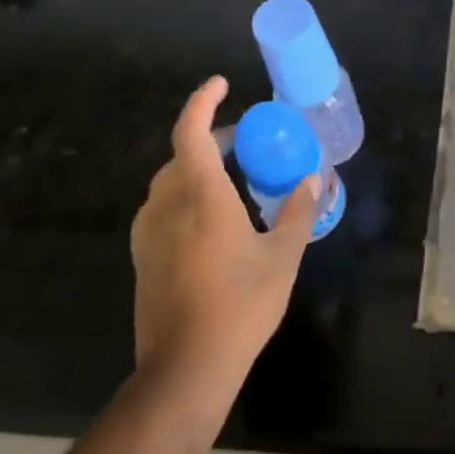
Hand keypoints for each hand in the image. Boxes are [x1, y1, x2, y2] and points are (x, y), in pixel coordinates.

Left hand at [131, 77, 316, 404]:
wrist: (185, 368)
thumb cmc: (240, 306)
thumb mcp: (282, 257)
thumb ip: (298, 213)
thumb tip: (311, 180)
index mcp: (201, 197)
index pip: (190, 132)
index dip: (202, 102)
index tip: (221, 85)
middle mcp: (167, 206)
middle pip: (181, 154)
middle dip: (209, 137)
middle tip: (243, 141)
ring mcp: (149, 233)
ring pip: (169, 181)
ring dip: (196, 167)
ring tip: (231, 176)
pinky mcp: (143, 257)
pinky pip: (162, 207)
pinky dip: (185, 194)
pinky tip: (211, 218)